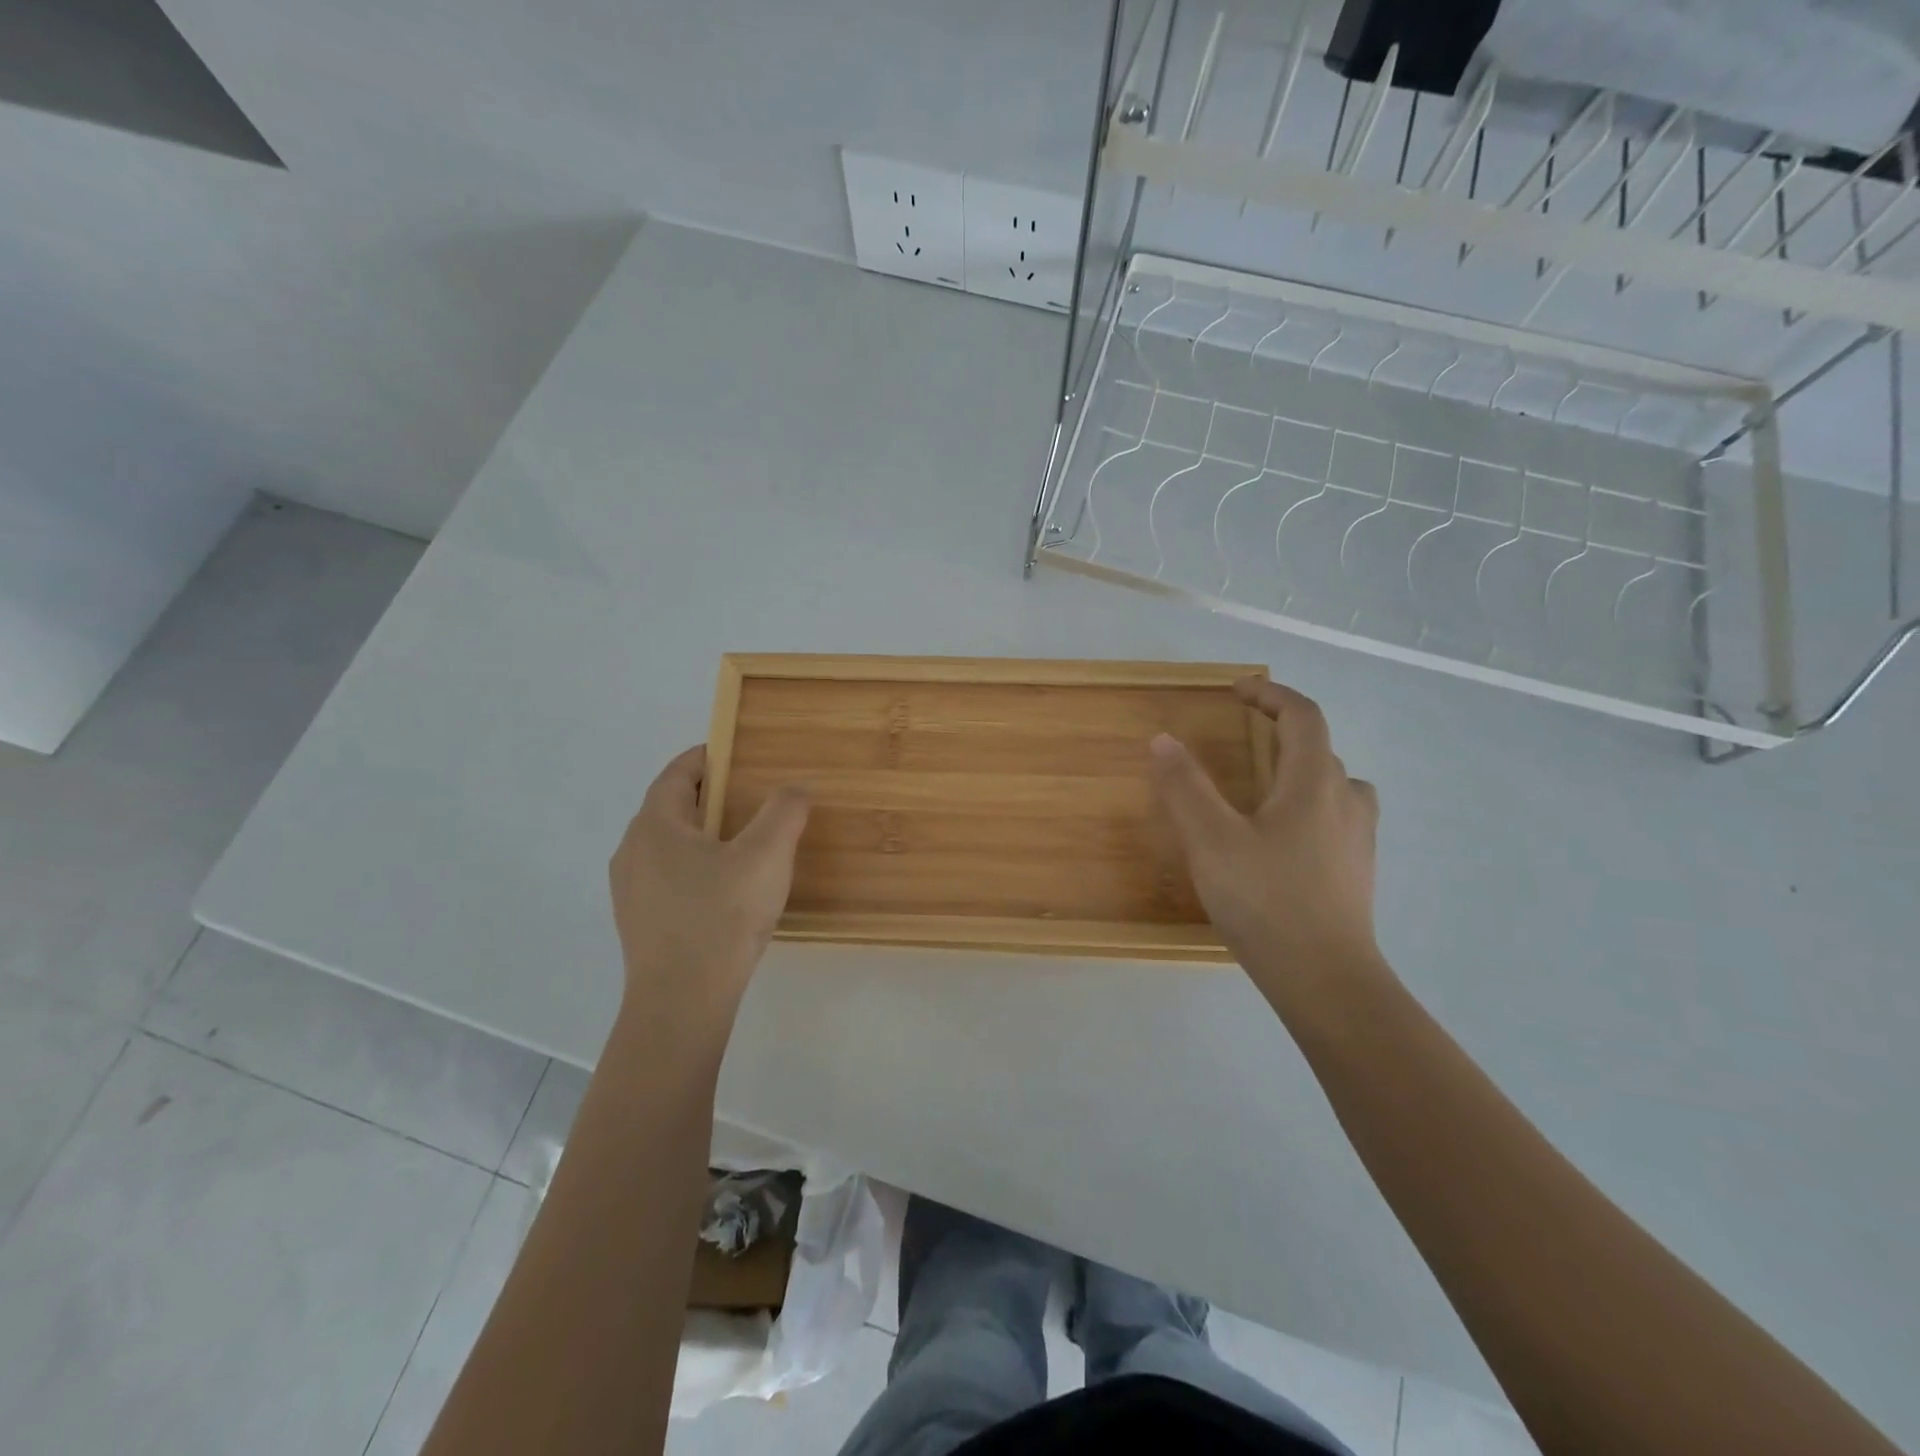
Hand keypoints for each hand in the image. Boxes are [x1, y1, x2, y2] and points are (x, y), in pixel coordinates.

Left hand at [607, 746, 809, 1036]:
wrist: (681, 1003)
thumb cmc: (721, 918)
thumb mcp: (766, 856)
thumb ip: (784, 812)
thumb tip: (795, 789)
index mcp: (656, 825)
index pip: (678, 773)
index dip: (707, 757)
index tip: (737, 753)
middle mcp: (632, 850)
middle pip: (670, 806)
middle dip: (709, 796)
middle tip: (750, 798)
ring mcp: (630, 889)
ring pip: (667, 844)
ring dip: (701, 834)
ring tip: (742, 844)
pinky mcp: (638, 921)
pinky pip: (666, 876)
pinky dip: (693, 866)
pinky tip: (724, 890)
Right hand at [1150, 677, 1382, 1000]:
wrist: (1326, 980)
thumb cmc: (1266, 901)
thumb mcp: (1211, 841)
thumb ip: (1185, 787)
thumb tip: (1163, 740)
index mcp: (1313, 783)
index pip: (1304, 716)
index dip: (1272, 694)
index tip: (1238, 690)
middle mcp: (1345, 802)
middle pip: (1321, 749)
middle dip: (1283, 731)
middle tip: (1244, 736)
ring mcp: (1358, 840)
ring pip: (1334, 785)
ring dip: (1302, 770)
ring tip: (1265, 786)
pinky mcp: (1358, 872)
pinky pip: (1336, 819)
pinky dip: (1310, 807)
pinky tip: (1282, 840)